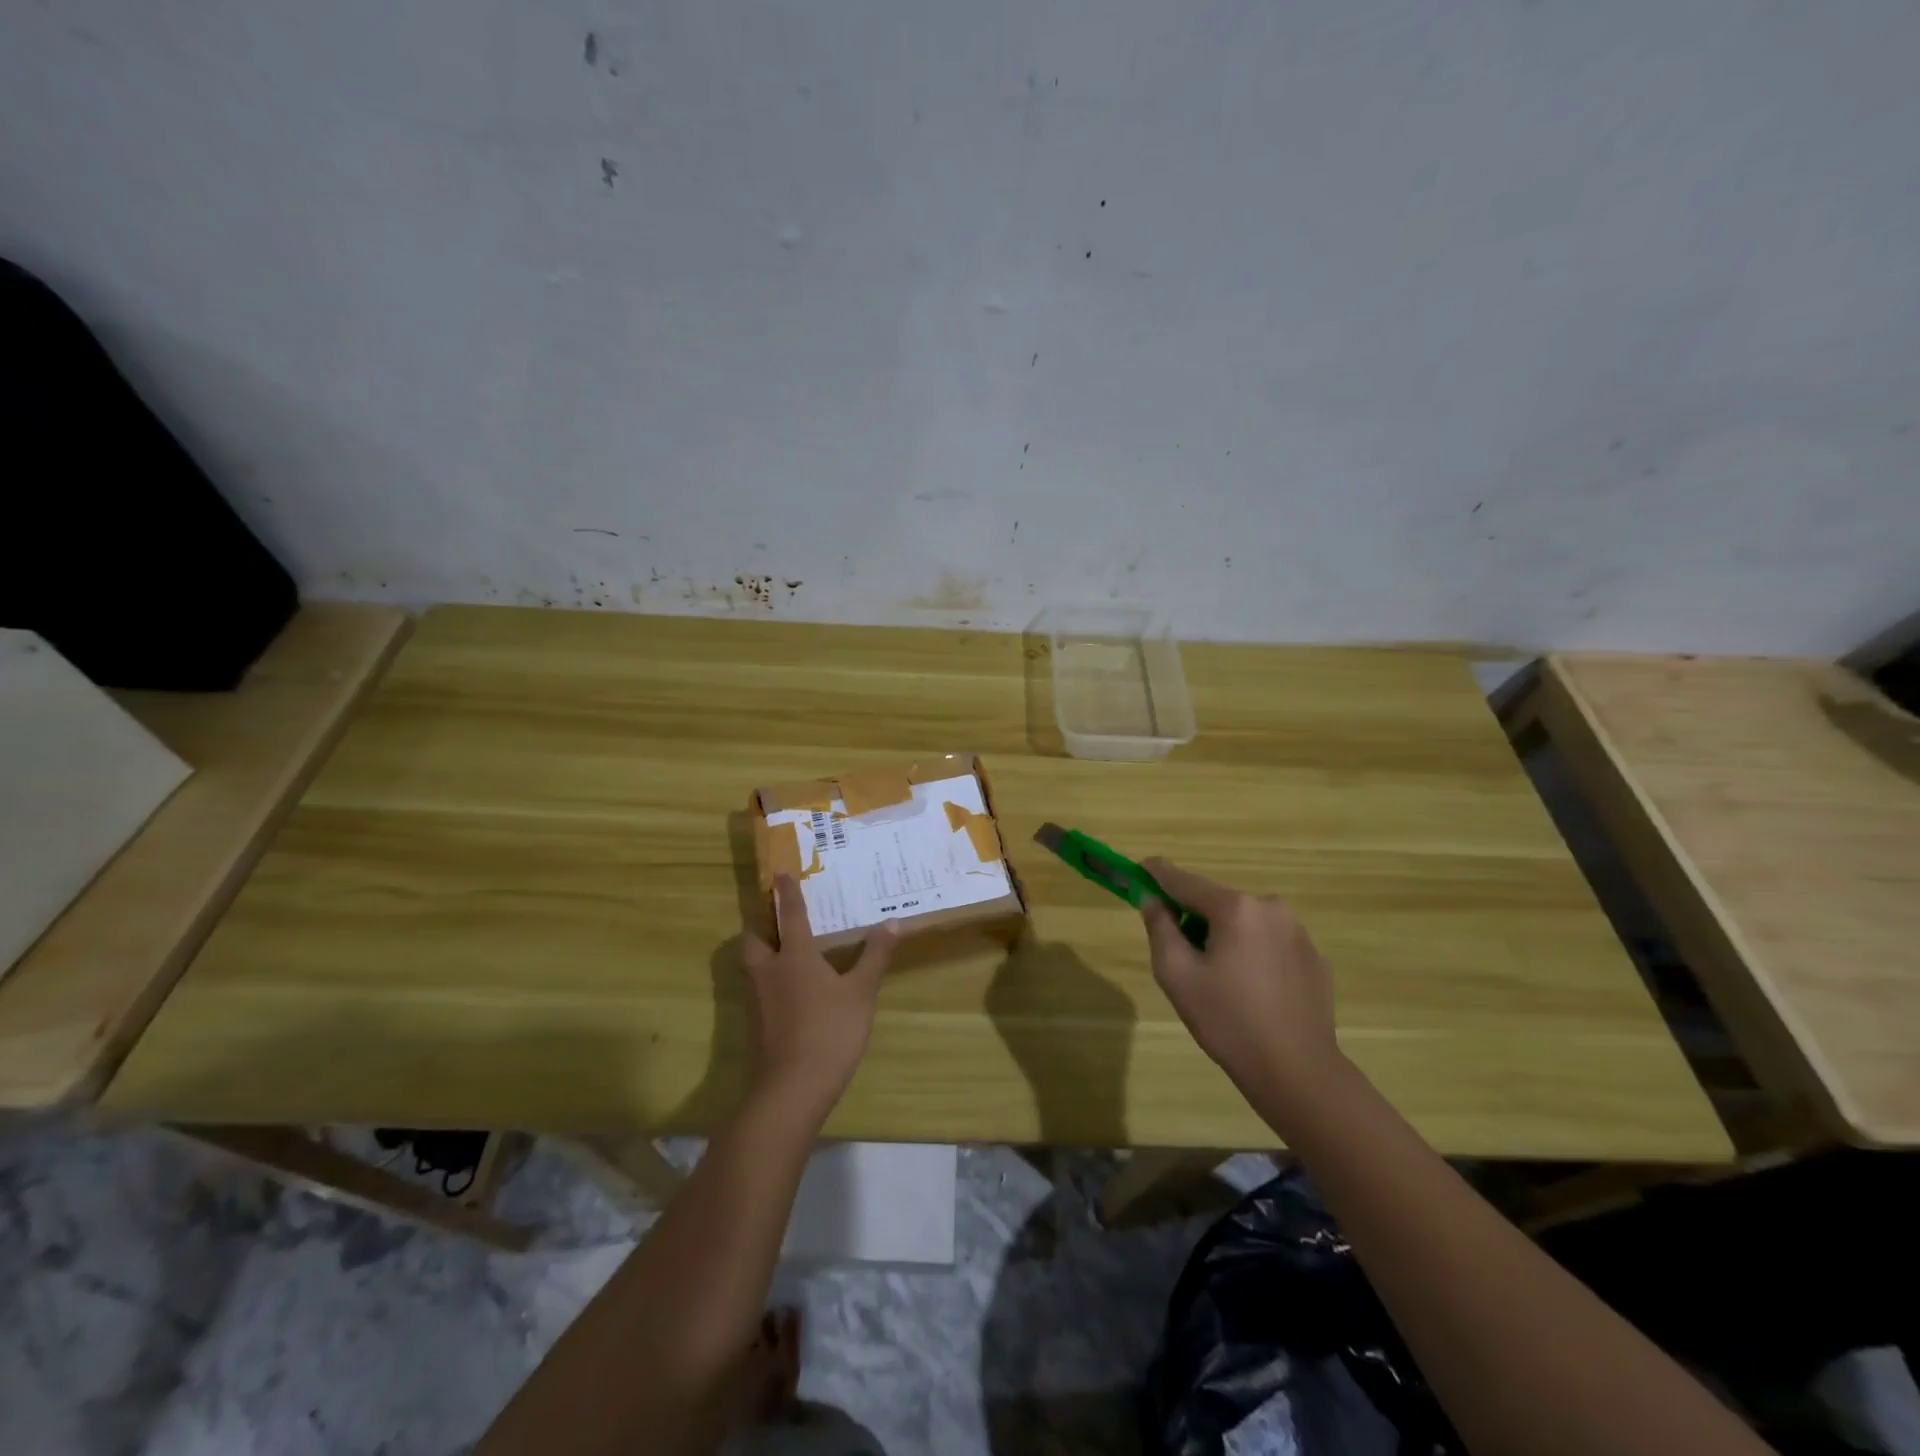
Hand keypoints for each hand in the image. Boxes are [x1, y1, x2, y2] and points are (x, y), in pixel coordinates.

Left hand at [741, 876, 898, 1117]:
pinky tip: (788, 987)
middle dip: (760, 921)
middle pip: (754, 937)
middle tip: (775, 914)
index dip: (785, 893)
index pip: (789, 915)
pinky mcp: (756, 1024)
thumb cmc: (829, 1031)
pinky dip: (768, 976)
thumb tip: (892, 922)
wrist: (791, 1089)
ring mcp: (757, 999)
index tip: (780, 873)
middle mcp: (769, 971)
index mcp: (794, 956)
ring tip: (782, 945)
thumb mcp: (861, 993)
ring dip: (762, 948)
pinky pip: (758, 986)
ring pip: (752, 963)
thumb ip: (874, 956)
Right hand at [1141, 859, 1342, 1119]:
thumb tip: (1152, 900)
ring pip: (1245, 922)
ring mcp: (1298, 932)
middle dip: (1194, 916)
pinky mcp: (1314, 957)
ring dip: (1225, 936)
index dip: (1157, 874)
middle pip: (1217, 902)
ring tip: (1219, 979)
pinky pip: (1270, 943)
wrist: (1298, 1072)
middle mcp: (1270, 907)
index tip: (1139, 868)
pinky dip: (1253, 954)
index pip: (1185, 881)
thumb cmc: (1228, 1022)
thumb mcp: (1177, 974)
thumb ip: (1160, 927)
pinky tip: (1251, 991)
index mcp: (1235, 908)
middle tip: (1181, 953)